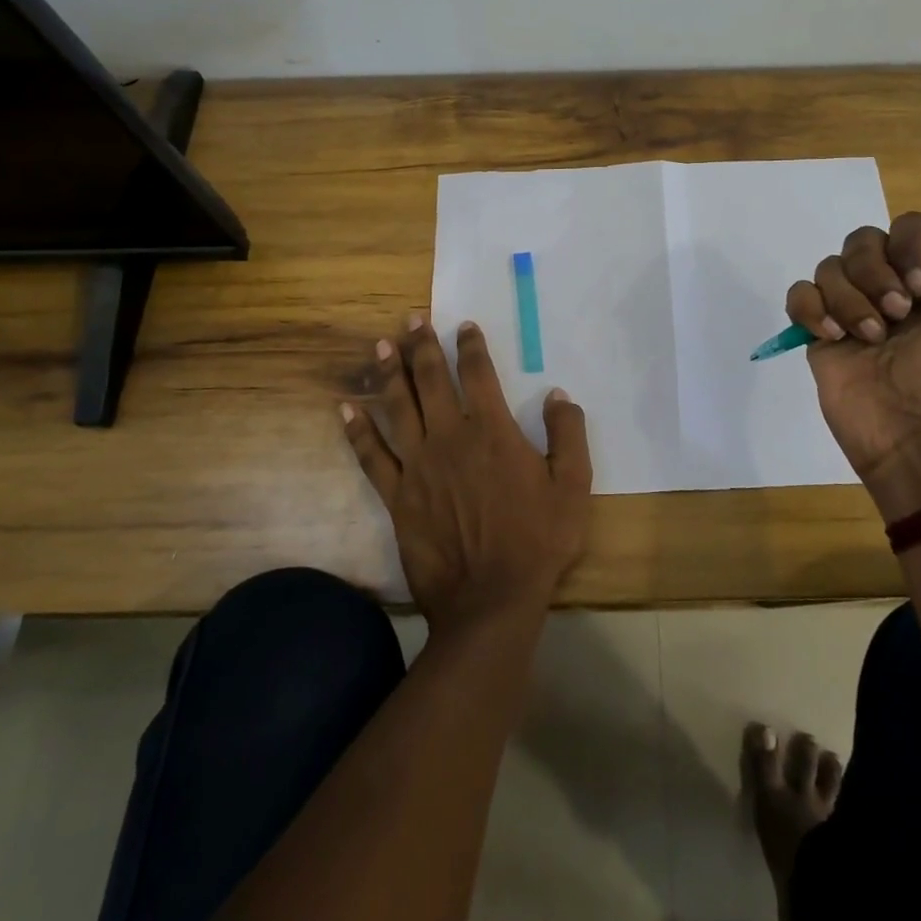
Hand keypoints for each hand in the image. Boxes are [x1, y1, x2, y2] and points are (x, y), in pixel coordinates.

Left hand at [342, 316, 592, 632]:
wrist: (491, 600)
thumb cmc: (537, 541)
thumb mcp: (573, 485)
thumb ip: (568, 433)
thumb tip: (557, 393)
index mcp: (492, 431)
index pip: (478, 373)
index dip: (471, 345)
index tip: (464, 325)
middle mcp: (450, 437)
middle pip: (432, 380)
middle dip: (422, 345)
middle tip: (411, 319)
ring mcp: (418, 465)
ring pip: (398, 407)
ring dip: (389, 373)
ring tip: (380, 345)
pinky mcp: (398, 496)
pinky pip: (372, 456)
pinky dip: (358, 431)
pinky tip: (347, 408)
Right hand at [783, 202, 920, 509]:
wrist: (920, 433)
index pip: (912, 226)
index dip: (911, 245)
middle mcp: (890, 285)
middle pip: (862, 240)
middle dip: (874, 274)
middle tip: (896, 316)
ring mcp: (850, 308)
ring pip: (829, 267)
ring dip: (848, 300)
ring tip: (869, 339)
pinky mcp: (820, 332)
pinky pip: (799, 295)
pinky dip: (812, 310)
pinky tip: (834, 339)